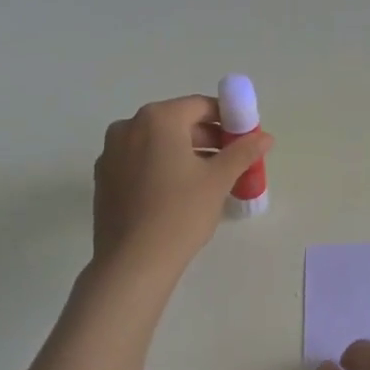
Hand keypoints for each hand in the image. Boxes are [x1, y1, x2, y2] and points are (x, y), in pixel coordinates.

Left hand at [92, 95, 271, 276]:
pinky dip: (161, 166)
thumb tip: (265, 137)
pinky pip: (140, 161)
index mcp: (157, 118)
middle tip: (232, 161)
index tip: (244, 139)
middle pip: (177, 122)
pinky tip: (178, 192)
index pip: (201, 106)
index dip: (227, 119)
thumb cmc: (180, 213)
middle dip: (207, 138)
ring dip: (185, 153)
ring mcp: (111, 152)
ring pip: (157, 143)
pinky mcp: (104, 178)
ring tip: (209, 179)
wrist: (132, 263)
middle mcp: (128, 126)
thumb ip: (243, 152)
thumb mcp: (218, 180)